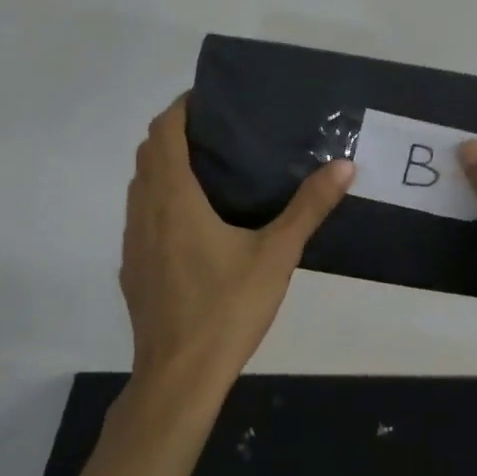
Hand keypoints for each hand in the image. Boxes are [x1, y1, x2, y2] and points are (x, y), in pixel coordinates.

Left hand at [121, 94, 355, 390]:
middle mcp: (144, 210)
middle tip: (218, 133)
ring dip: (164, 167)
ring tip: (208, 170)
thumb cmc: (227, 309)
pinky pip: (140, 216)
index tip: (209, 99)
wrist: (179, 376)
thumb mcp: (276, 255)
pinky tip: (194, 223)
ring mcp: (132, 241)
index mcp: (174, 198)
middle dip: (175, 133)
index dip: (181, 108)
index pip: (164, 132)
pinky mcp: (133, 268)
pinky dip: (160, 200)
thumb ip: (309, 208)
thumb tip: (344, 166)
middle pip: (148, 153)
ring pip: (140, 185)